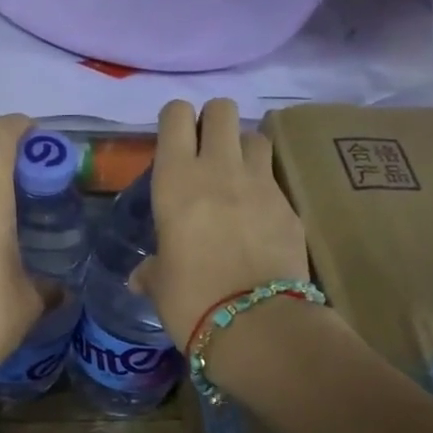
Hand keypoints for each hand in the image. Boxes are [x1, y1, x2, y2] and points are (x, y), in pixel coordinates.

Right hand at [133, 98, 310, 346]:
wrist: (255, 323)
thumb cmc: (190, 299)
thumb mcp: (159, 283)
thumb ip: (151, 270)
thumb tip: (140, 277)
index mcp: (176, 179)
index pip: (176, 115)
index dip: (175, 122)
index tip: (172, 144)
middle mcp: (219, 168)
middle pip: (222, 109)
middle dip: (212, 123)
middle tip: (204, 154)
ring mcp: (262, 183)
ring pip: (255, 135)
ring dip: (243, 149)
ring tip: (234, 178)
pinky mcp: (291, 205)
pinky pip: (276, 178)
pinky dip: (265, 186)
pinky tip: (257, 216)